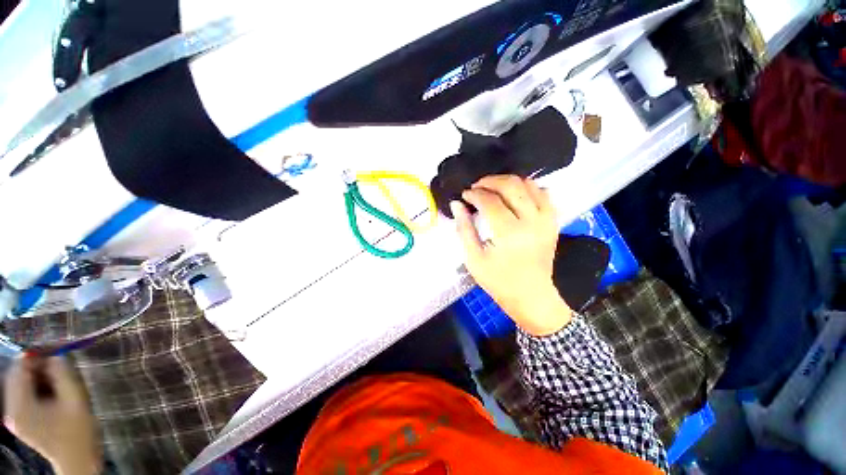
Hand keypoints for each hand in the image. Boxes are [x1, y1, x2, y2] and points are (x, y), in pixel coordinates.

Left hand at [4, 356, 101, 474]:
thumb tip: (55, 354)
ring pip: (20, 385)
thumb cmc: (78, 430)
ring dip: (37, 377)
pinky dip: (36, 388)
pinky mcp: (19, 419)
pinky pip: (23, 394)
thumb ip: (63, 374)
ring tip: (58, 381)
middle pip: (16, 376)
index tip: (55, 349)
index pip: (19, 369)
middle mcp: (10, 410)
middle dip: (36, 367)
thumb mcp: (75, 399)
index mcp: (20, 406)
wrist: (77, 459)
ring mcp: (13, 417)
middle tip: (59, 364)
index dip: (35, 355)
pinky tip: (52, 394)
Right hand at [452, 175, 571, 335]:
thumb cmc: (499, 281)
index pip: (490, 201)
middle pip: (511, 186)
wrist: (532, 296)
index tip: (464, 195)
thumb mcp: (474, 259)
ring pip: (529, 184)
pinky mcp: (553, 221)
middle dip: (490, 181)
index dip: (474, 194)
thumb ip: (464, 229)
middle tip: (476, 187)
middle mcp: (532, 221)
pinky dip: (527, 188)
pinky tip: (514, 195)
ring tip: (492, 189)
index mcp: (509, 233)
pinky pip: (543, 193)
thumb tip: (456, 204)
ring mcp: (546, 220)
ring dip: (508, 182)